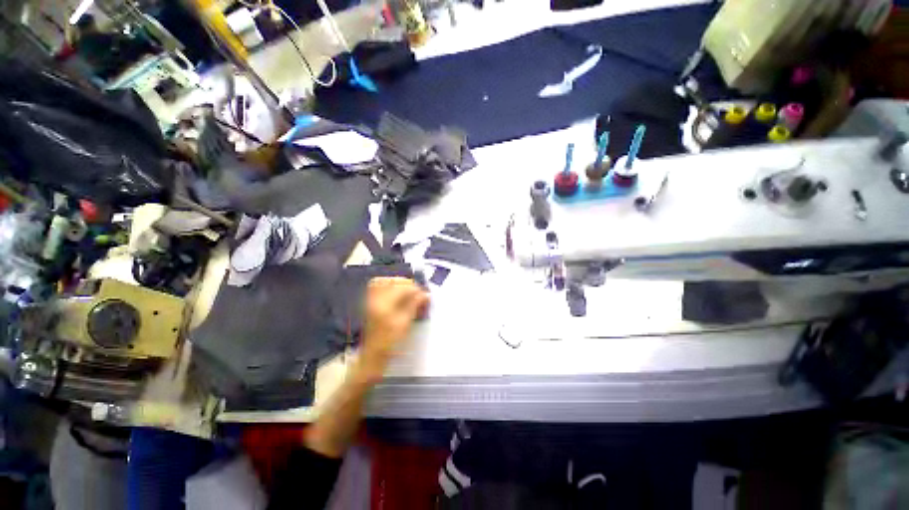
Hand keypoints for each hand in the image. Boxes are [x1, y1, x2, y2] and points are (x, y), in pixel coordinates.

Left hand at [357, 277, 428, 381]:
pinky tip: (398, 293)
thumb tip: (425, 294)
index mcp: (383, 304)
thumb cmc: (390, 342)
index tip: (424, 295)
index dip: (415, 289)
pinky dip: (390, 287)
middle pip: (393, 282)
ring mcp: (371, 300)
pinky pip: (379, 287)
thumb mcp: (405, 323)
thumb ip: (414, 305)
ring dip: (399, 284)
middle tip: (418, 293)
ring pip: (385, 282)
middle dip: (408, 285)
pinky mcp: (371, 302)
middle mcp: (375, 299)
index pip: (402, 288)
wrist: (373, 355)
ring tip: (409, 292)